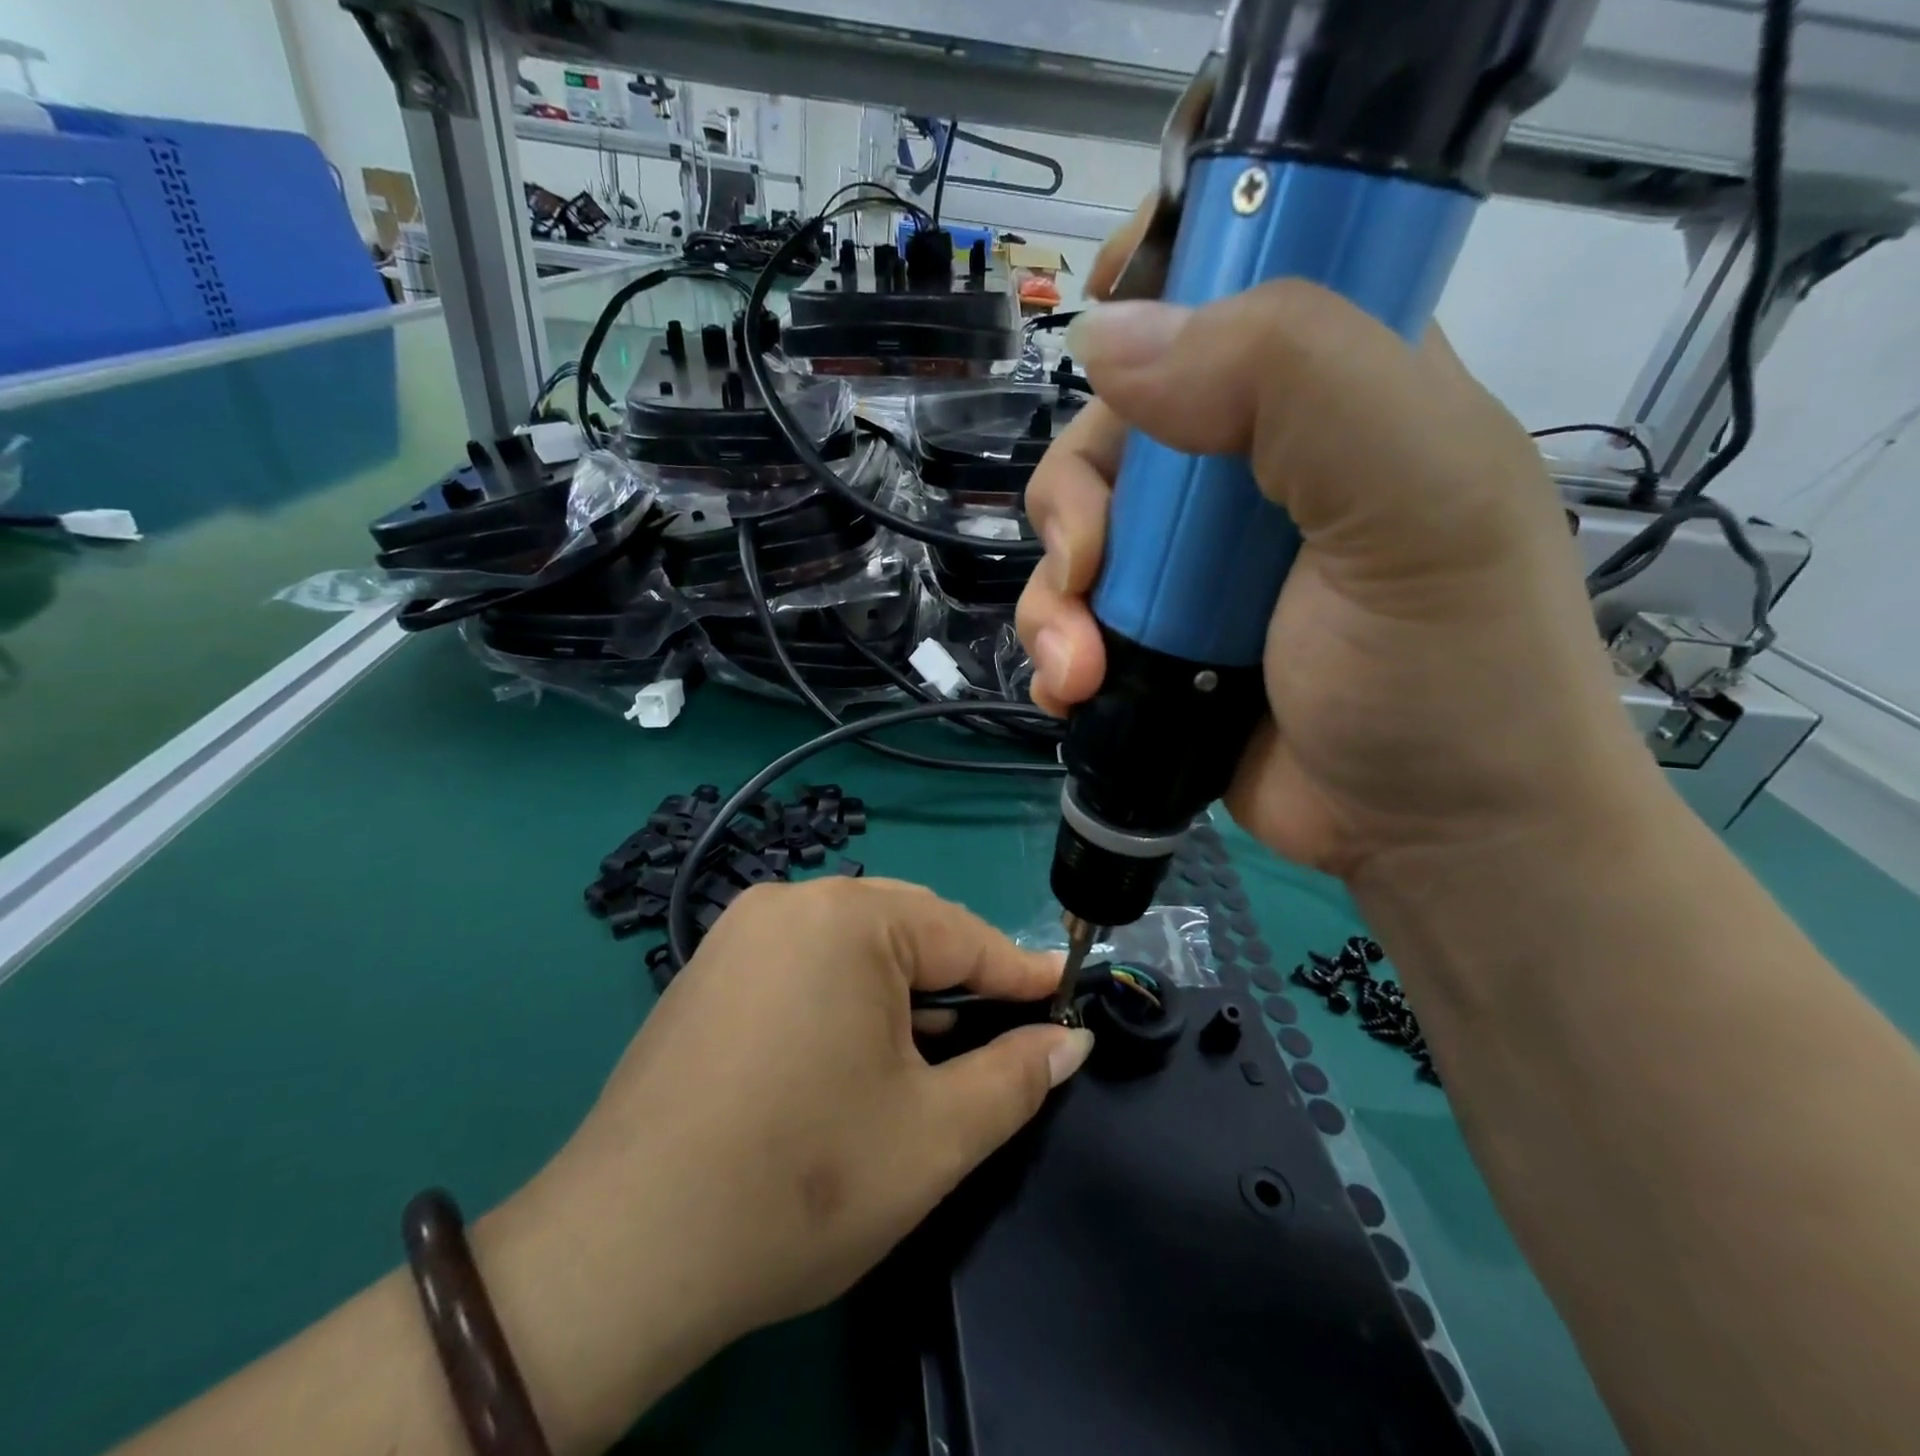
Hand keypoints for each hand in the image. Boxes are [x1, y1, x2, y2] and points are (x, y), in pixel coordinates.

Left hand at [485, 878, 1092, 1448]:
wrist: (624, 1252)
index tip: (1065, 991)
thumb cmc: (802, 1183)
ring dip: (905, 987)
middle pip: (906, 927)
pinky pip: (806, 961)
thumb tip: (1071, 1041)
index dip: (1019, 971)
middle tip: (1006, 1026)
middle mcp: (790, 902)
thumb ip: (1016, 1076)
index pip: (962, 934)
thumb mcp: (934, 1134)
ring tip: (941, 1043)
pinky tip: (862, 1046)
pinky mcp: (710, 969)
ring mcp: (740, 932)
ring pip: (854, 944)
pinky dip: (849, 993)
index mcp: (846, 918)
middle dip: (961, 977)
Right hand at [1019, 227, 1665, 882]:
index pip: (1226, 283)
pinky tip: (1070, 689)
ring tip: (1079, 667)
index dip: (1153, 285)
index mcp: (1333, 390)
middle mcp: (1252, 465)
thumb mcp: (1412, 498)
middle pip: (1113, 429)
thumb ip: (1287, 380)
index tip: (1098, 326)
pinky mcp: (1157, 639)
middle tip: (1089, 571)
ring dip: (1052, 601)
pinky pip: (1069, 617)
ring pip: (1072, 534)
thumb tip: (1105, 337)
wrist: (1425, 835)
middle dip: (1076, 503)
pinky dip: (1053, 651)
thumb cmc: (1447, 666)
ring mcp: (1193, 561)